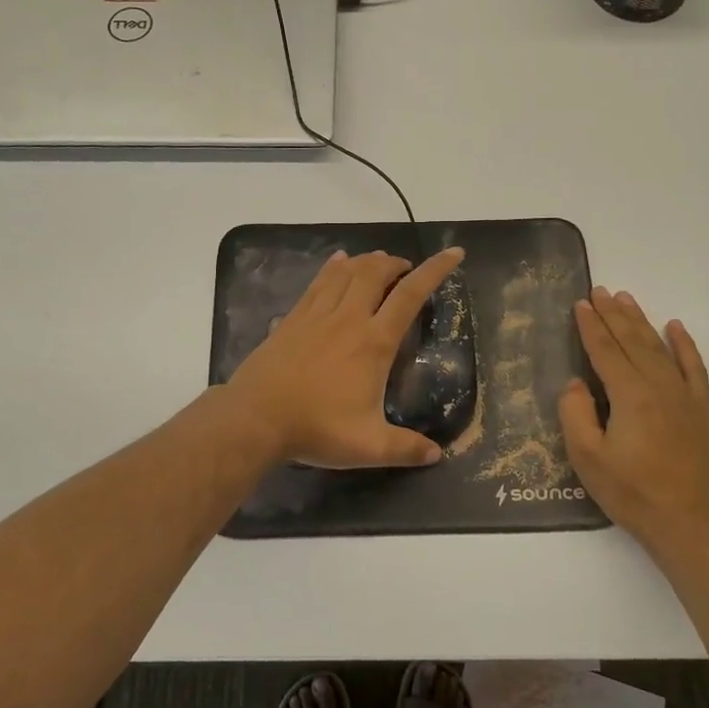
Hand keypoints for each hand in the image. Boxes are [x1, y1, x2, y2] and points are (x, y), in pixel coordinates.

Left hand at [226, 247, 463, 468]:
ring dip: (367, 261)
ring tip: (378, 262)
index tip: (453, 253)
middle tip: (405, 270)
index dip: (435, 270)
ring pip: (347, 272)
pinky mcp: (293, 318)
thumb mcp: (368, 446)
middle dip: (396, 263)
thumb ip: (404, 448)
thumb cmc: (316, 428)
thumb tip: (436, 455)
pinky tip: (338, 261)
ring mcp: (318, 314)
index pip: (410, 295)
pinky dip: (334, 267)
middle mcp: (349, 318)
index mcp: (374, 342)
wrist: (256, 417)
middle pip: (376, 272)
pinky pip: (319, 282)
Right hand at [558, 287, 708, 558]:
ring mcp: (685, 397)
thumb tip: (576, 384)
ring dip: (641, 322)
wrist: (686, 525)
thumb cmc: (631, 493)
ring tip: (626, 300)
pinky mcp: (702, 411)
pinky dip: (685, 346)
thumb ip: (576, 414)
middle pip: (632, 342)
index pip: (605, 351)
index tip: (580, 304)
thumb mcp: (587, 458)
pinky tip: (675, 327)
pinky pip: (694, 368)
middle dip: (613, 315)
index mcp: (630, 396)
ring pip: (660, 348)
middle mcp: (660, 387)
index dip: (590, 326)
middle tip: (600, 291)